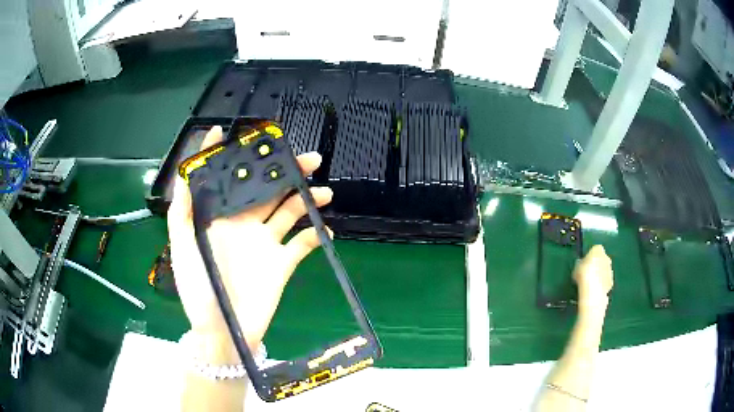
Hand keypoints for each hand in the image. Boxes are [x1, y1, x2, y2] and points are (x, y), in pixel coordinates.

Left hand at [167, 126, 332, 358]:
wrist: (222, 330)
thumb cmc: (197, 288)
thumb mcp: (182, 247)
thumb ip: (182, 211)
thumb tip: (187, 173)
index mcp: (221, 217)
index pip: (233, 179)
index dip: (238, 157)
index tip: (249, 135)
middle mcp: (245, 224)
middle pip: (269, 190)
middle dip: (288, 173)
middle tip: (310, 159)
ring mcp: (265, 243)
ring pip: (290, 212)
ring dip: (308, 199)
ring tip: (324, 191)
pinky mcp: (282, 264)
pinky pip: (303, 245)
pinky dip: (316, 236)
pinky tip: (326, 230)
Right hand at [573, 245, 613, 316]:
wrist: (592, 290)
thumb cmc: (583, 274)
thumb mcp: (577, 267)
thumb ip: (581, 264)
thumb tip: (580, 265)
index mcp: (598, 249)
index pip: (595, 249)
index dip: (590, 256)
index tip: (584, 263)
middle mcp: (606, 257)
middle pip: (602, 259)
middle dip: (597, 265)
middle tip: (588, 273)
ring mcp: (610, 269)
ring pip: (604, 270)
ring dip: (600, 274)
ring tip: (590, 283)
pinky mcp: (611, 281)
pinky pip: (606, 280)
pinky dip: (602, 283)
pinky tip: (594, 290)